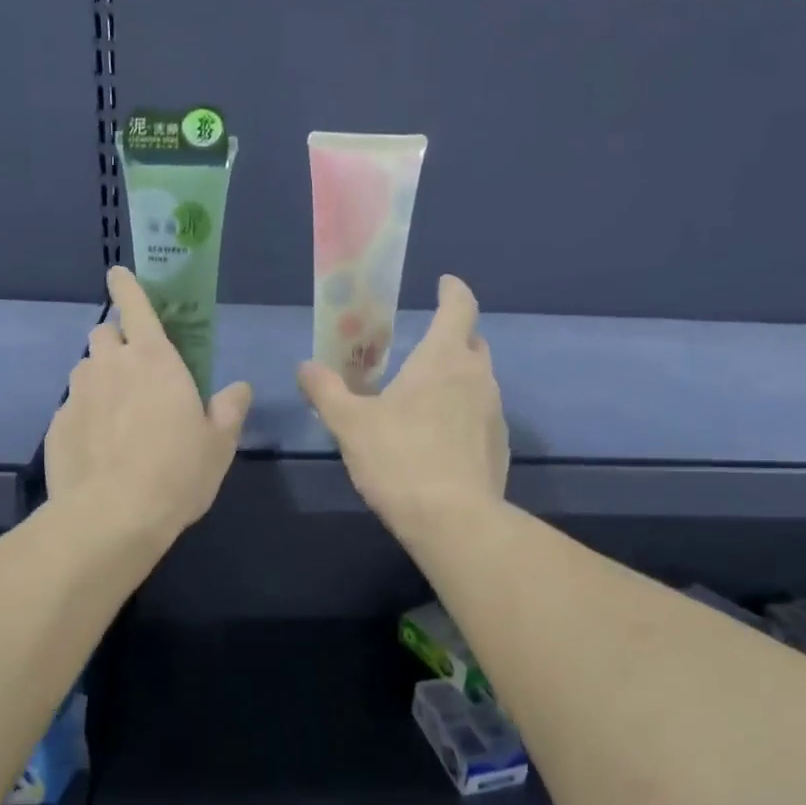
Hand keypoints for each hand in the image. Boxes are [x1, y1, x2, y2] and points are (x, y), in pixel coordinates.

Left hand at [45, 266, 251, 542]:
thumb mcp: (218, 444)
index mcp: (154, 360)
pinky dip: (85, 416)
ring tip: (117, 415)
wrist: (112, 516)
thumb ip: (229, 409)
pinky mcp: (57, 425)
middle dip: (117, 342)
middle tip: (135, 371)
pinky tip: (99, 448)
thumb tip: (239, 388)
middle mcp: (110, 366)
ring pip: (86, 370)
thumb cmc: (177, 473)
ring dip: (101, 379)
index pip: (136, 306)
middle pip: (105, 333)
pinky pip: (72, 408)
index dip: (127, 286)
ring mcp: (77, 395)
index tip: (118, 274)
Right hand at [298, 275, 508, 537]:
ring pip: (478, 381)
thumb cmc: (399, 459)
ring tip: (426, 396)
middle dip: (453, 336)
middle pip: (472, 342)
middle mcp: (478, 377)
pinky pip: (481, 416)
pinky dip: (463, 414)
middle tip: (423, 346)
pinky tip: (440, 439)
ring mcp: (495, 413)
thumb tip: (305, 367)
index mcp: (444, 358)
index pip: (459, 307)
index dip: (454, 291)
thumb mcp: (350, 424)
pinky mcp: (500, 447)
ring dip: (457, 378)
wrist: (453, 520)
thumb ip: (326, 391)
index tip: (445, 283)